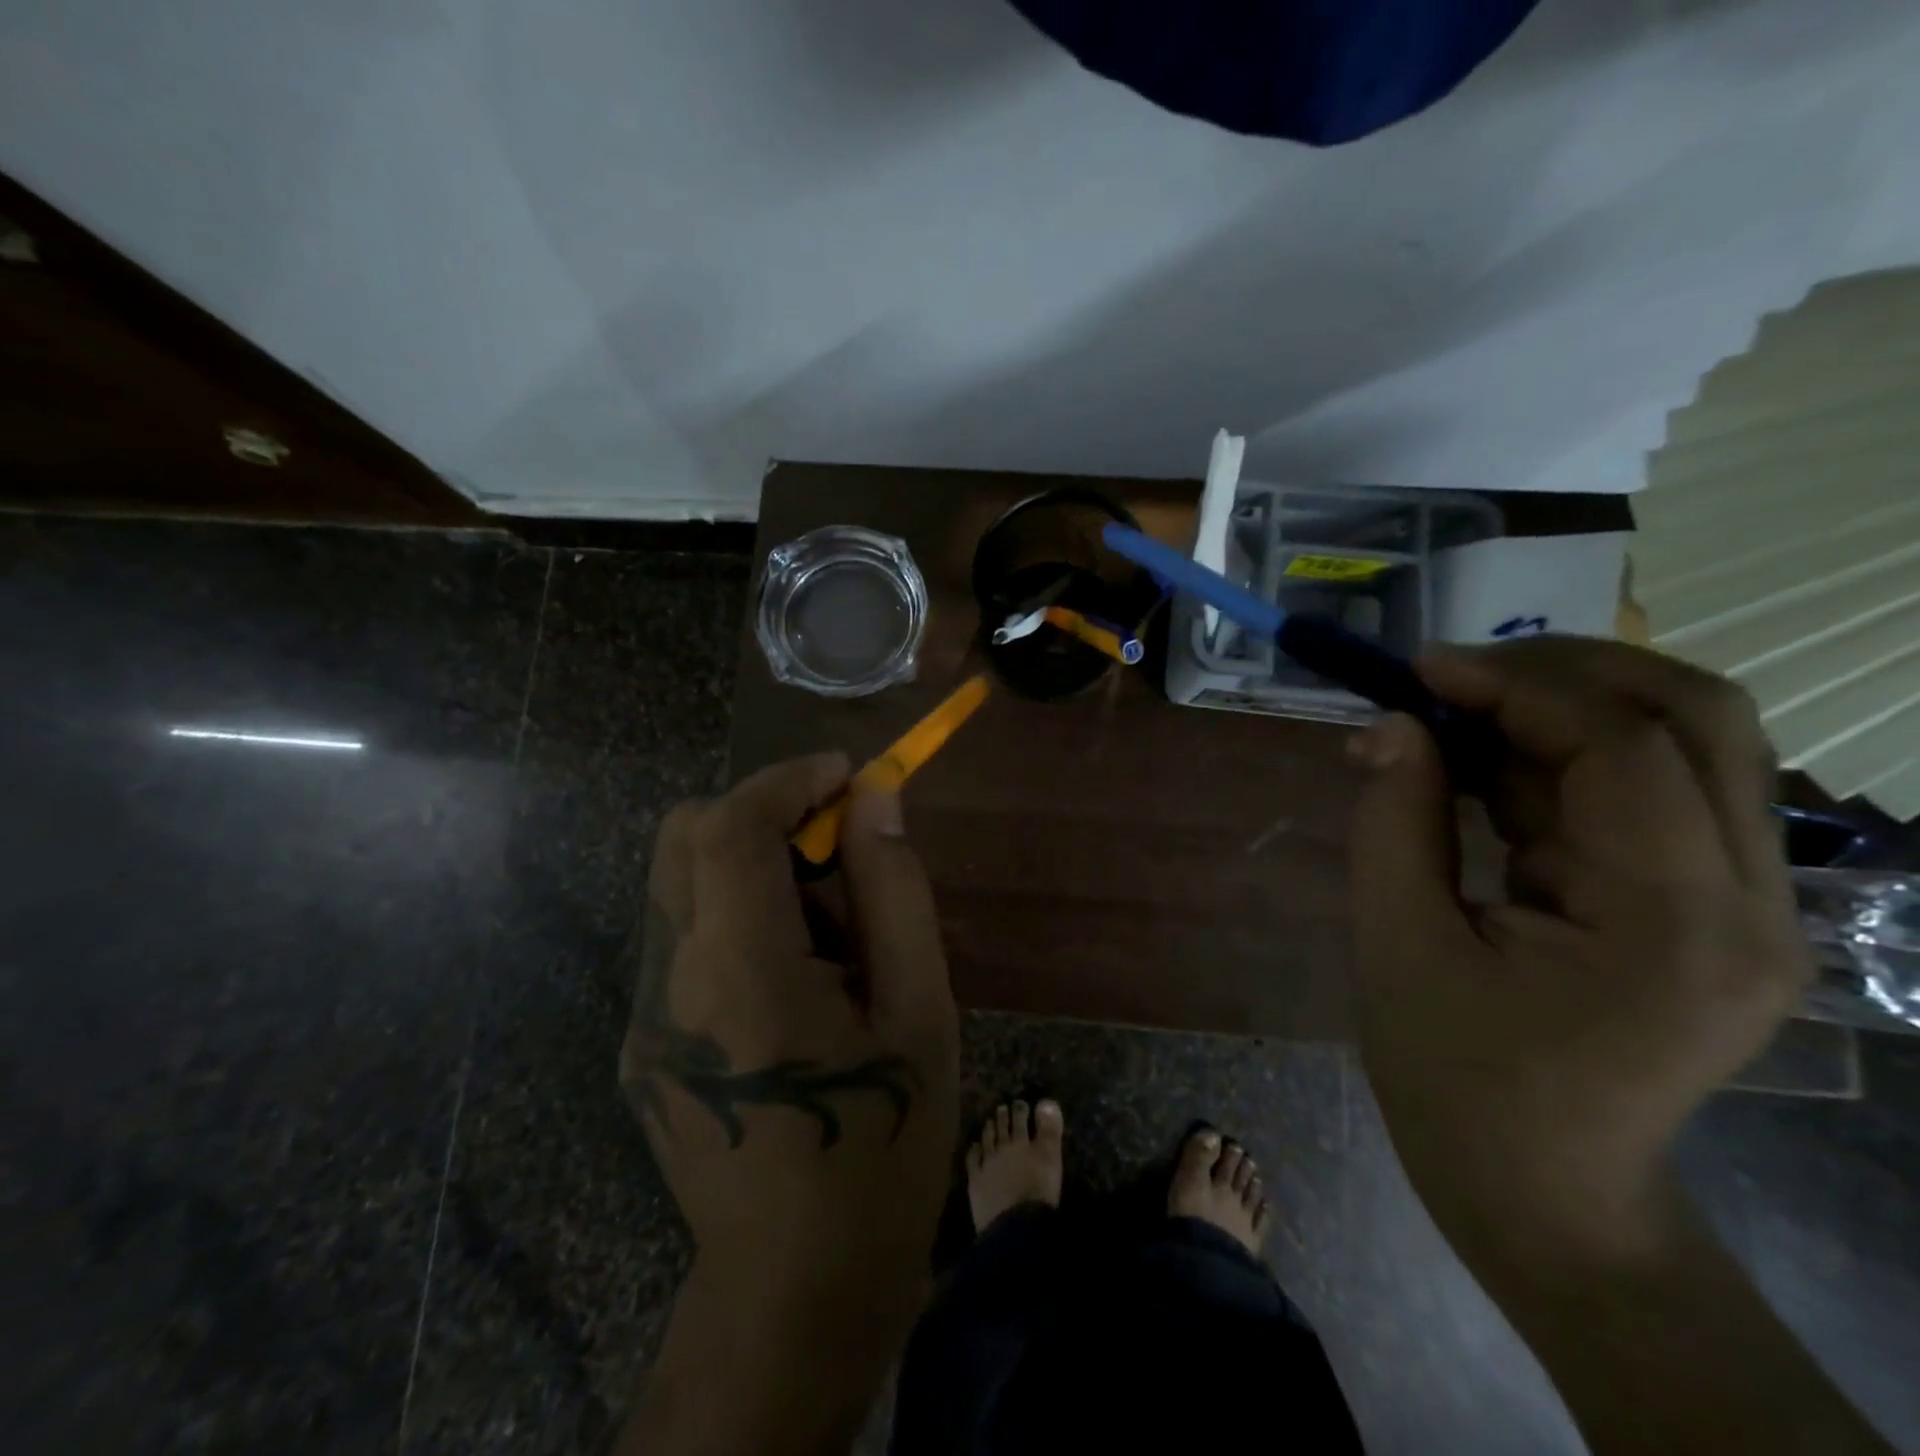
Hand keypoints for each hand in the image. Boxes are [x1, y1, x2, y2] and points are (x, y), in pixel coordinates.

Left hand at [619, 753, 958, 1316]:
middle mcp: (669, 980)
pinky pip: (685, 931)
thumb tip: (877, 800)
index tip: (849, 776)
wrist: (794, 1289)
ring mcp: (643, 1013)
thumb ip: (895, 892)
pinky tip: (796, 978)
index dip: (788, 780)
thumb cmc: (880, 1145)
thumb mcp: (919, 1011)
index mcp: (740, 972)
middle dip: (765, 814)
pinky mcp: (643, 1039)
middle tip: (839, 851)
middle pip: (684, 836)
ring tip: (831, 934)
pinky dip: (740, 912)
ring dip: (756, 866)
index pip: (728, 827)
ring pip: (683, 880)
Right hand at [1347, 638, 1808, 1253]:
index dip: (1517, 685)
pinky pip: (1643, 792)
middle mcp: (1749, 903)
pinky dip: (1555, 761)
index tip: (1419, 670)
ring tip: (1448, 724)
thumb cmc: (1455, 1079)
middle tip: (1452, 675)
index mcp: (1673, 925)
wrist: (1542, 1192)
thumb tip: (1390, 726)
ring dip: (1558, 710)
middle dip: (1566, 671)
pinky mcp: (1708, 907)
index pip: (1625, 748)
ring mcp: (1744, 905)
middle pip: (1699, 719)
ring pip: (1680, 744)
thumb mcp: (1398, 945)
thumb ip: (1394, 823)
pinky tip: (1476, 776)